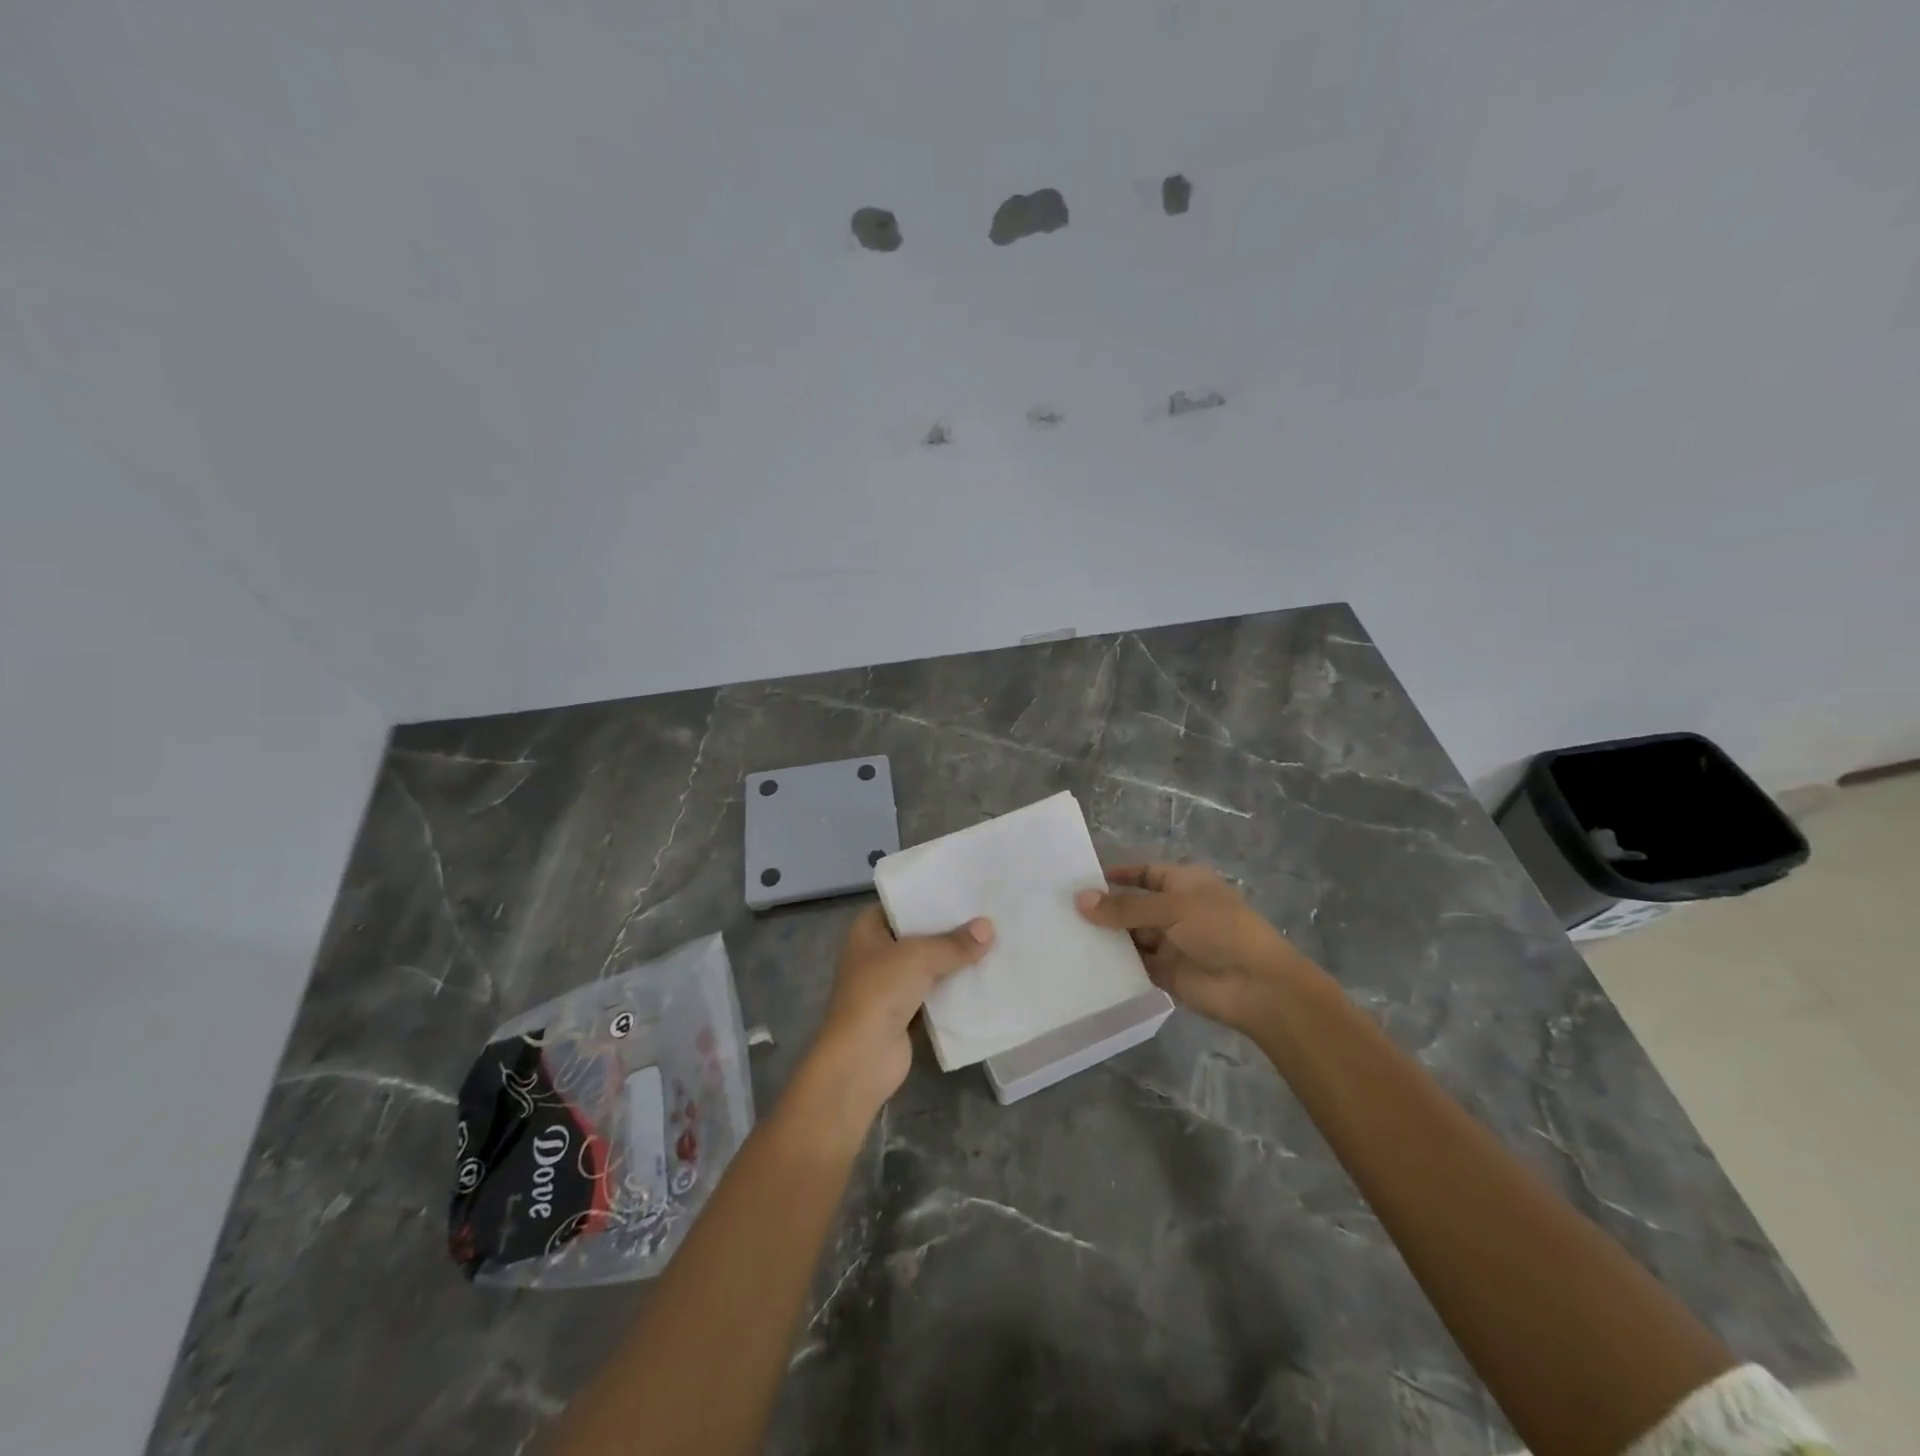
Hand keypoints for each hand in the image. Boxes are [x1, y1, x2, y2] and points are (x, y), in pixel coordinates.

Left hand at [802, 905, 994, 1118]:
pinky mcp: (905, 1014)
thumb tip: (989, 927)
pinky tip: (984, 980)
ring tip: (993, 943)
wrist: (861, 1058)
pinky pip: (935, 995)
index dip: (928, 897)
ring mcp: (889, 986)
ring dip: (954, 962)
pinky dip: (954, 991)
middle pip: (917, 936)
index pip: (901, 904)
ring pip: (928, 966)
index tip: (962, 890)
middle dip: (948, 930)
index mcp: (868, 931)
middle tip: (987, 915)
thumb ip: (954, 943)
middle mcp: (876, 954)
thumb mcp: (919, 957)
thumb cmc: (880, 992)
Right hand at [1076, 863, 1316, 1036]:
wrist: (1257, 985)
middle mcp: (1176, 910)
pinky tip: (1084, 963)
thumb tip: (1079, 900)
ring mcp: (1171, 943)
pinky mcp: (1167, 973)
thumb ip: (1124, 907)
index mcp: (1184, 884)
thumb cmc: (1219, 929)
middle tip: (1062, 910)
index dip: (1118, 875)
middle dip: (1104, 909)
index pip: (1145, 873)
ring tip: (1065, 936)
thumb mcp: (1170, 908)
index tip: (1082, 879)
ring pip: (1131, 936)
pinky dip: (1115, 964)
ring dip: (1107, 937)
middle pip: (1133, 906)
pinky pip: (1135, 965)